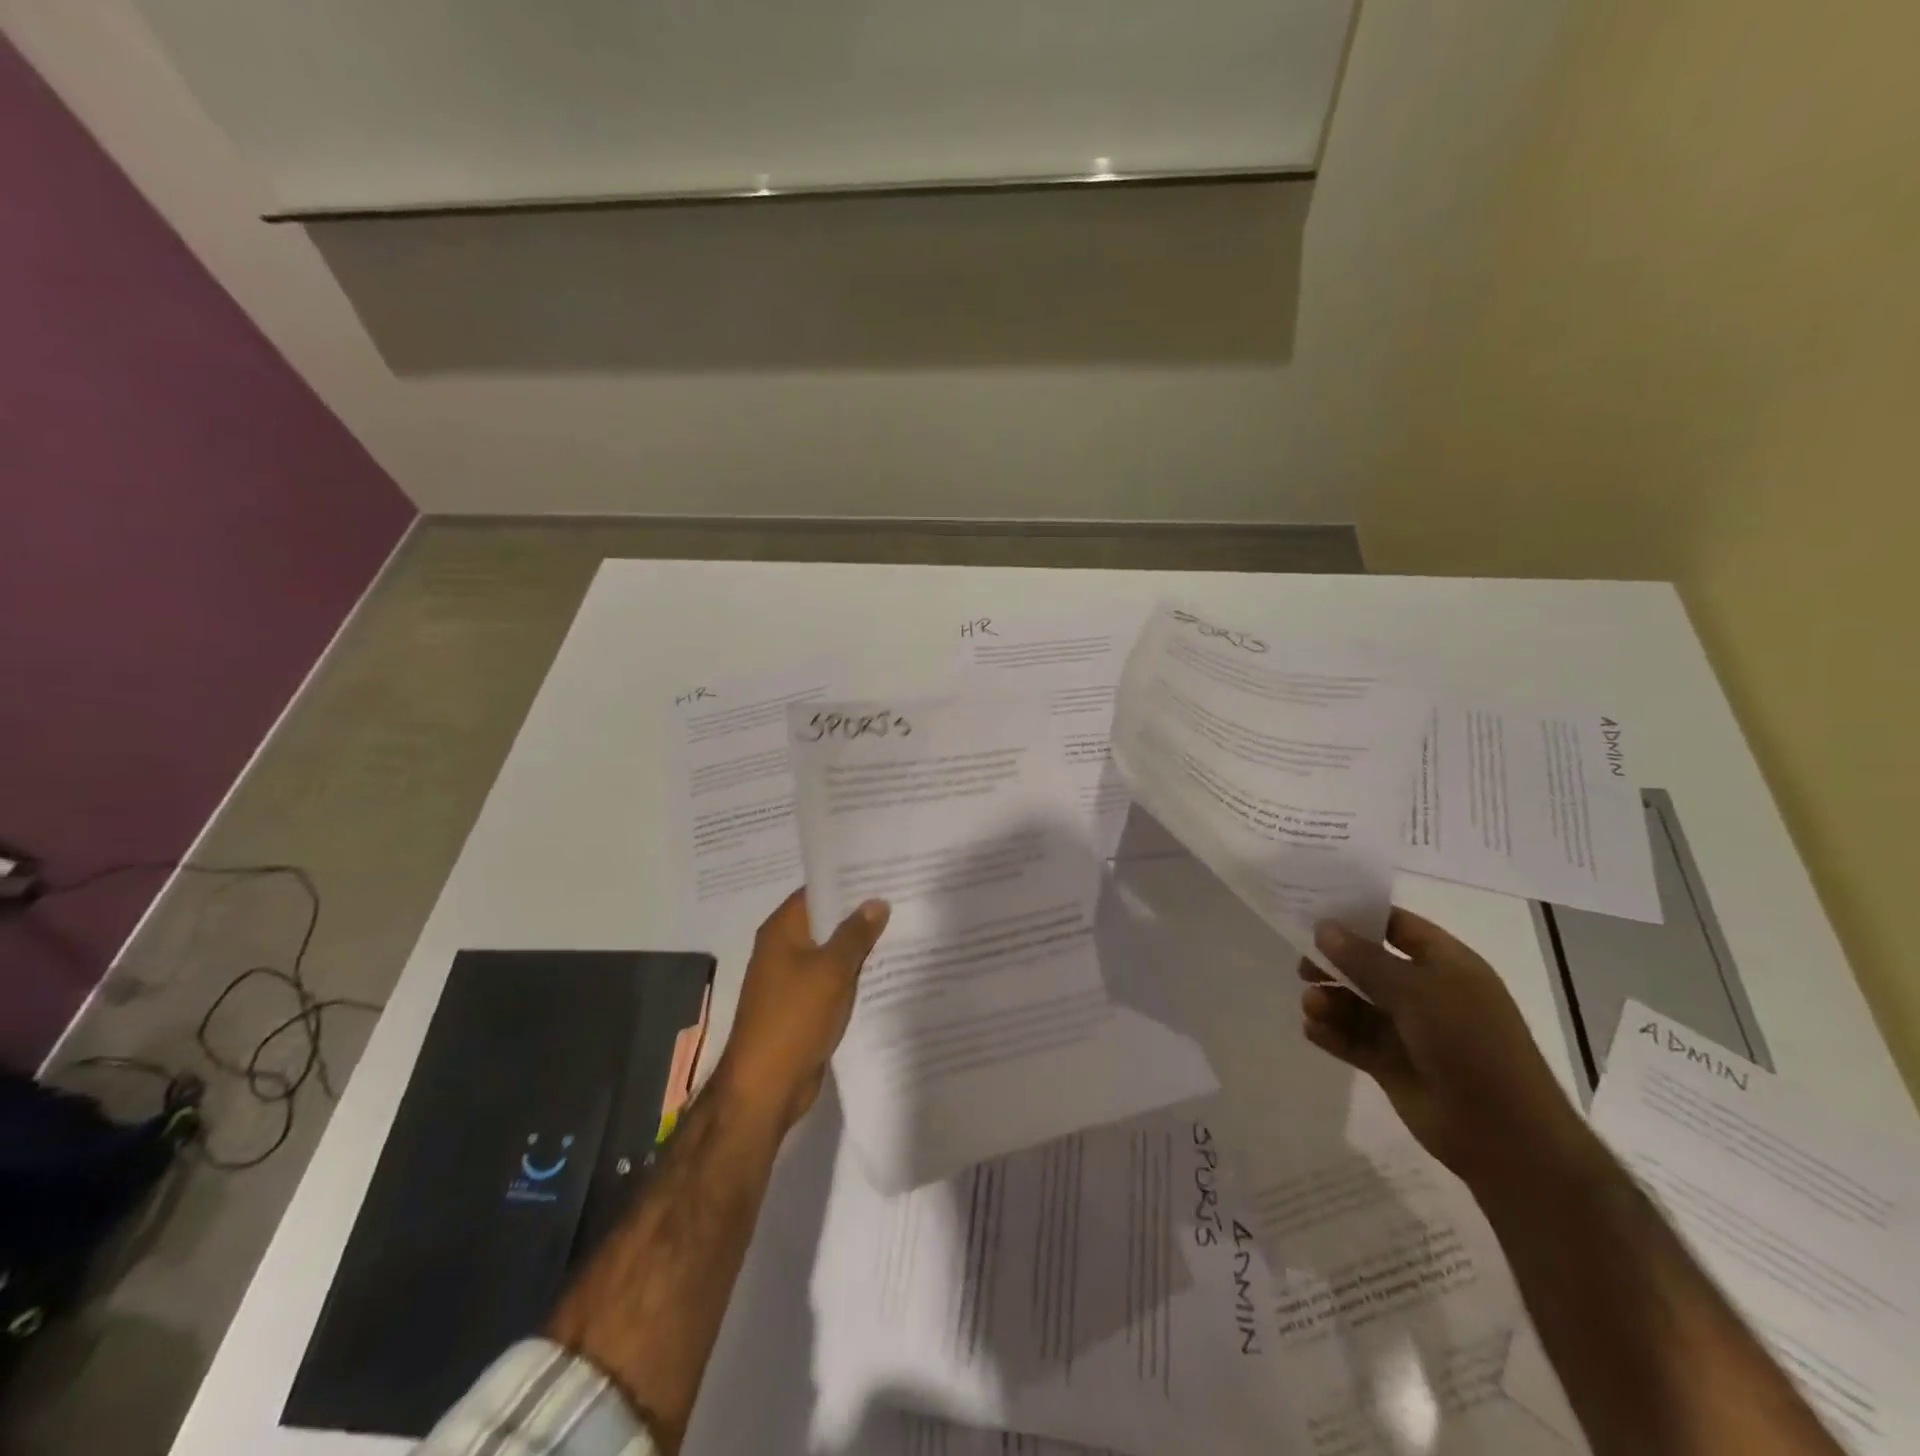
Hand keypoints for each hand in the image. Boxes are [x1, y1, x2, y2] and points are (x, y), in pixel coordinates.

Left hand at [711, 888, 888, 1134]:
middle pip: (826, 921)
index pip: (818, 890)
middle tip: (903, 897)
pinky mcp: (803, 1006)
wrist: (765, 1086)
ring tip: (905, 928)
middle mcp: (784, 948)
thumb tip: (876, 901)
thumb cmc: (794, 1018)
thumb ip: (855, 934)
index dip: (849, 880)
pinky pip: (833, 980)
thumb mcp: (831, 970)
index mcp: (782, 930)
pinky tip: (889, 971)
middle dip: (861, 913)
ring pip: (832, 952)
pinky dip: (855, 975)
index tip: (885, 871)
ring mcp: (792, 979)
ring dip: (861, 946)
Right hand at [1299, 908, 1590, 1192]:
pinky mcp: (1391, 1064)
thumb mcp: (1415, 991)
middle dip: (1334, 963)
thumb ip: (1364, 958)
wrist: (1503, 1134)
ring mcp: (1408, 1030)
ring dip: (1330, 1000)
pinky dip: (1331, 1032)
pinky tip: (1313, 1030)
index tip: (1315, 912)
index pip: (1397, 926)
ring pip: (1356, 1003)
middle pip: (1369, 965)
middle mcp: (1426, 992)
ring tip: (1312, 1006)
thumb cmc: (1468, 1044)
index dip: (1359, 916)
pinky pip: (1353, 1039)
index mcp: (1446, 965)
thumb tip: (1323, 927)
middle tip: (1303, 967)